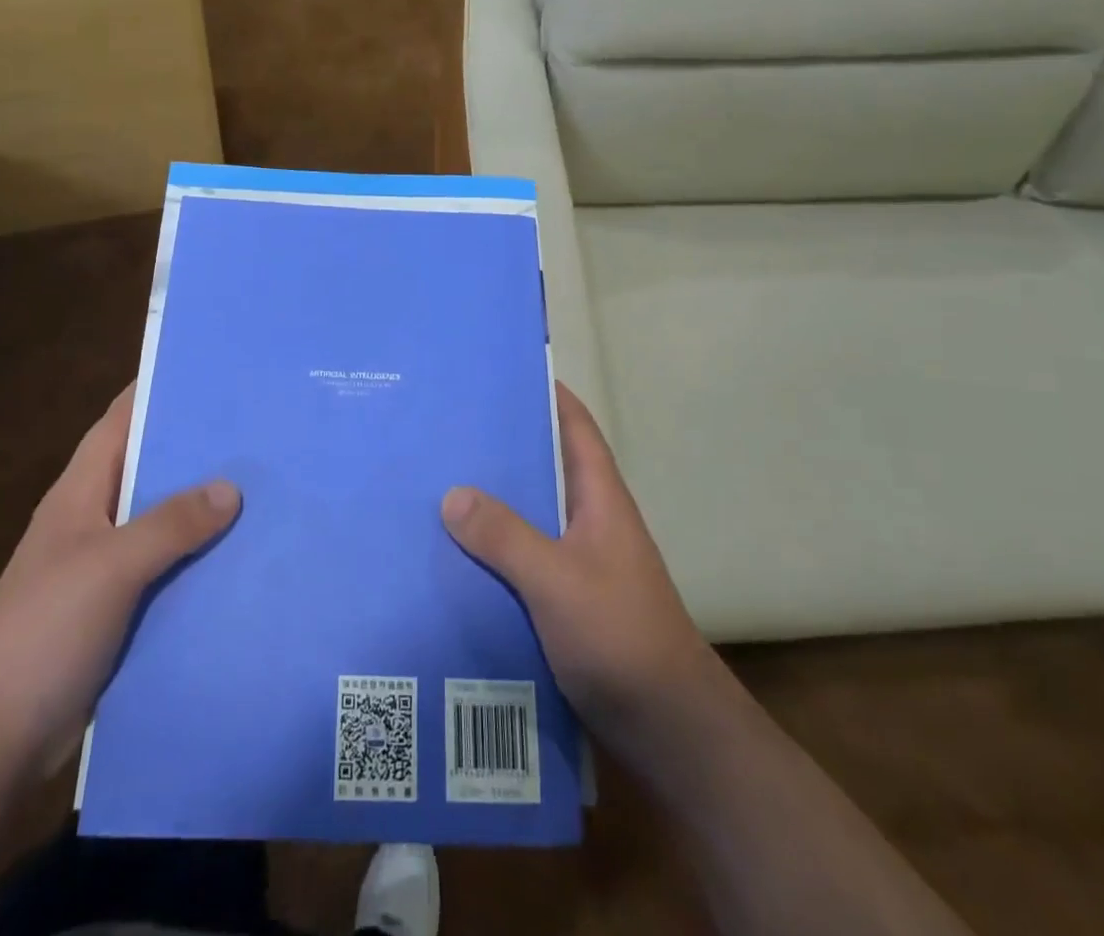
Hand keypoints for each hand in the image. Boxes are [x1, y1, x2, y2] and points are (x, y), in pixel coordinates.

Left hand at [0, 384, 241, 774]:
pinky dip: (201, 561)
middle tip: (259, 430)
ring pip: (165, 522)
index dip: (158, 391)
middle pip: (151, 469)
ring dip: (206, 509)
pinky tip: (245, 559)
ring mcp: (107, 568)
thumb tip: (231, 488)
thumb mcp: (110, 566)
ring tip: (267, 488)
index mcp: (81, 492)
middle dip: (198, 450)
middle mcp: (95, 519)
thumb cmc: (42, 631)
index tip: (210, 371)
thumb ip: (170, 523)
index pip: (121, 421)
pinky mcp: (121, 610)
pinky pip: (170, 570)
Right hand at [441, 383, 724, 744]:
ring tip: (434, 488)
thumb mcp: (556, 580)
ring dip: (491, 506)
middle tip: (445, 432)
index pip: (574, 427)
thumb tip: (452, 493)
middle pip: (544, 469)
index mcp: (599, 498)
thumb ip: (504, 536)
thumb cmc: (620, 636)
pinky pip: (522, 562)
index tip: (499, 374)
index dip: (545, 395)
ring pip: (529, 518)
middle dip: (501, 450)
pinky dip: (493, 554)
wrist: (668, 729)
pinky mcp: (567, 603)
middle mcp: (590, 521)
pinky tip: (453, 558)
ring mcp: (580, 563)